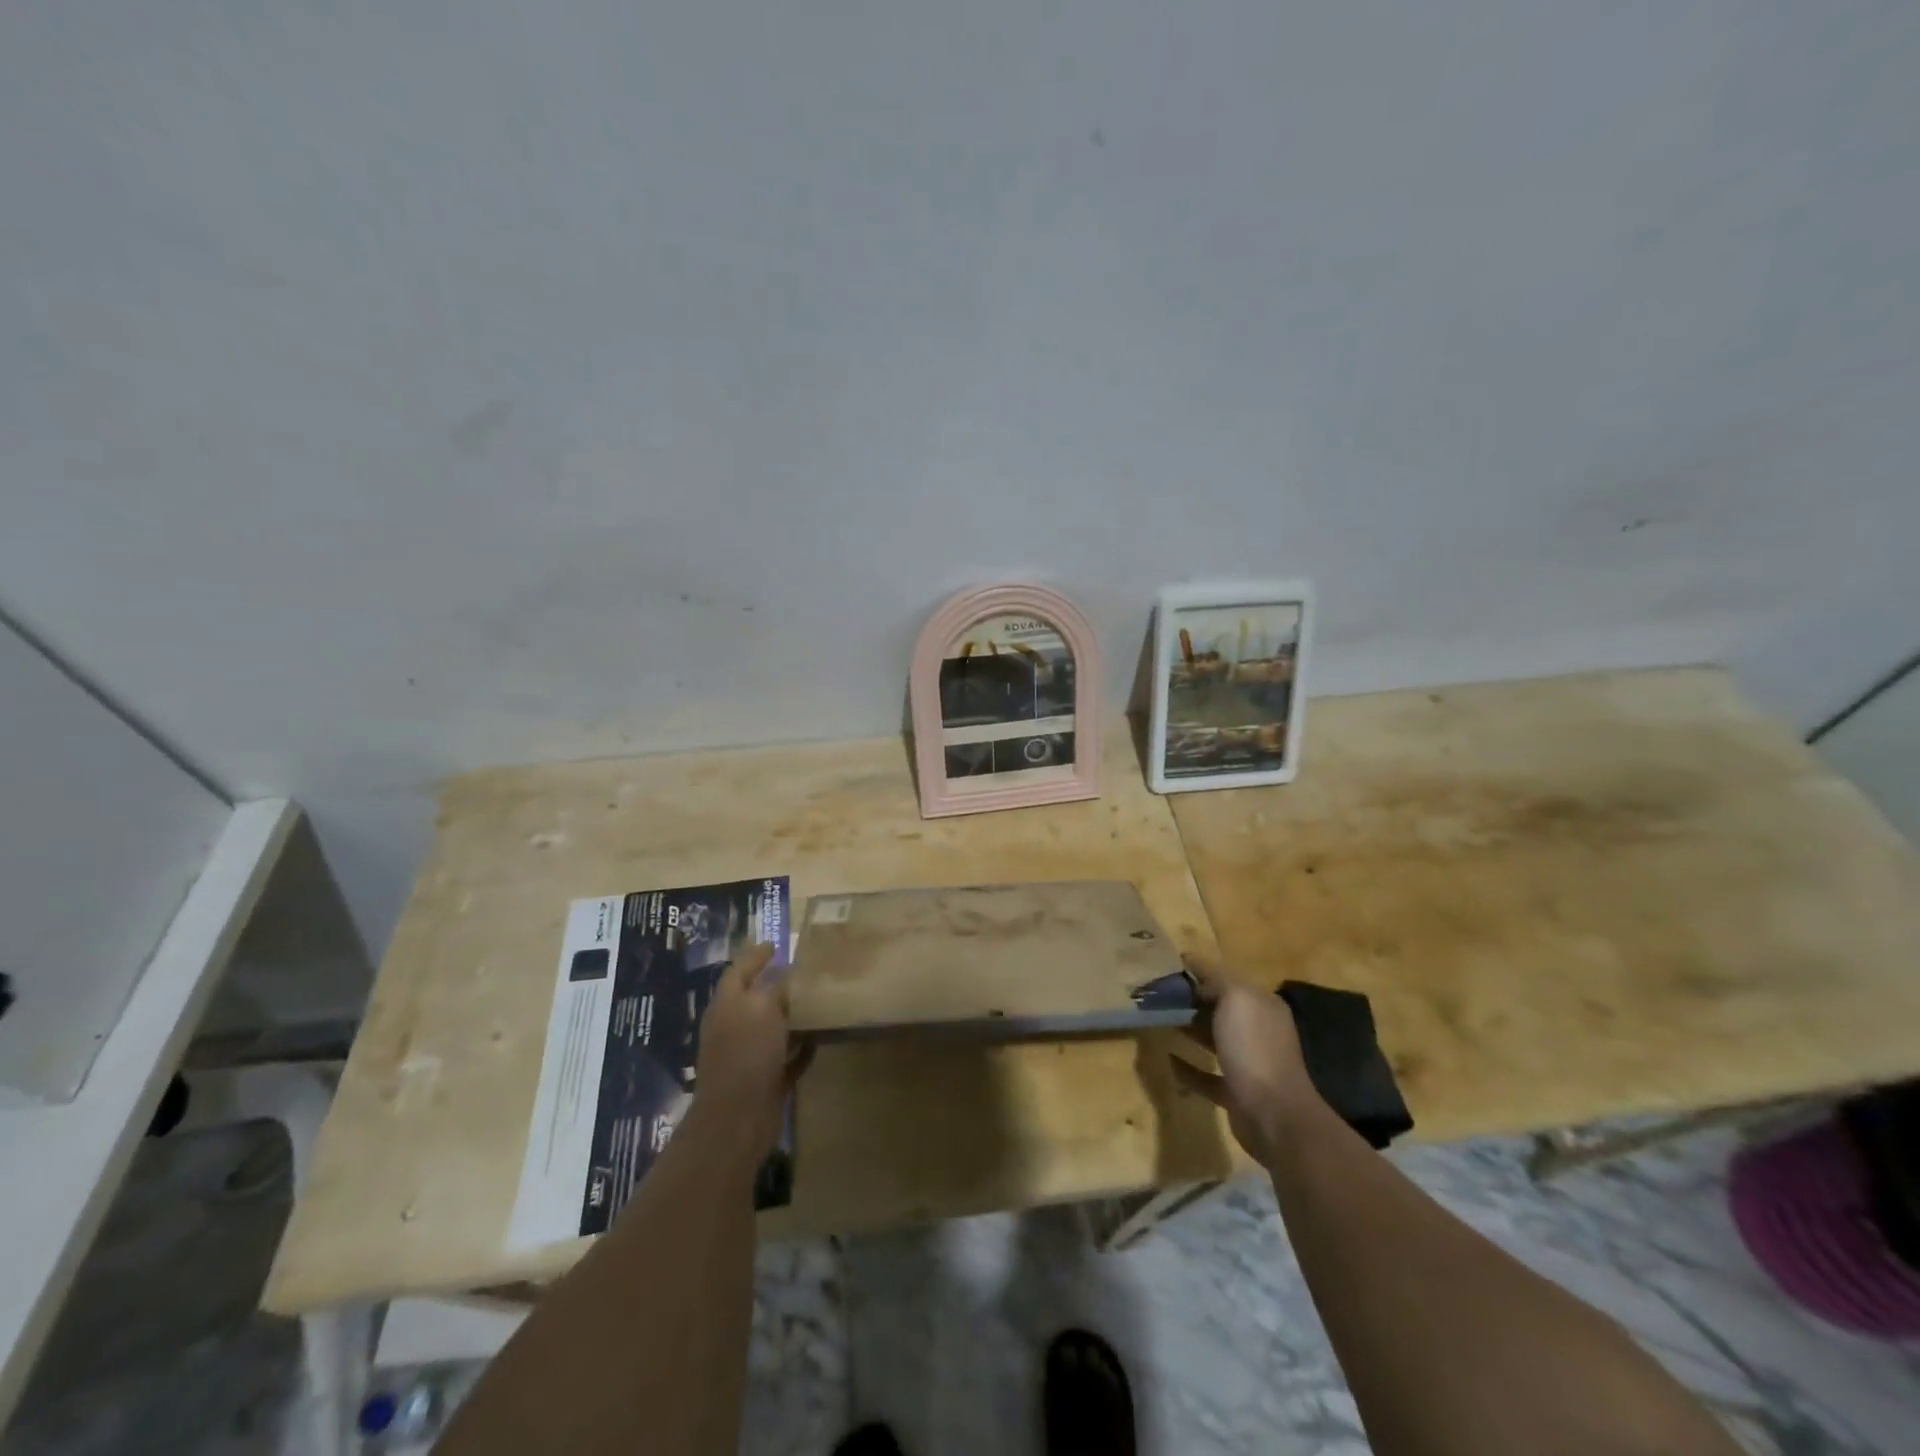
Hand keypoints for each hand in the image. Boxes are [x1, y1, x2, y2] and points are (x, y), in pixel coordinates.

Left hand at [691, 943, 812, 1158]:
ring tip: (818, 1000)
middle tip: (804, 970)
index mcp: (727, 1005)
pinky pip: (785, 1057)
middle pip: (755, 998)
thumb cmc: (747, 1053)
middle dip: (776, 984)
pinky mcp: (764, 1081)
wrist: (738, 1119)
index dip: (755, 955)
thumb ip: (776, 988)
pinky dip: (800, 1048)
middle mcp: (733, 1027)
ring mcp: (747, 1056)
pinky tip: (820, 1039)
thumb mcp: (763, 1008)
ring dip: (791, 1016)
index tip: (776, 944)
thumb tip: (787, 976)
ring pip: (771, 1028)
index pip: (739, 970)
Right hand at [1170, 959, 1323, 1166]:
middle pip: (1219, 1009)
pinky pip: (1207, 1075)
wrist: (1274, 1115)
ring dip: (1189, 1030)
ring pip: (1213, 1040)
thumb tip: (1195, 968)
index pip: (1226, 979)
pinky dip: (1188, 1068)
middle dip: (1191, 1000)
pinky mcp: (1235, 1093)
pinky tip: (1168, 1059)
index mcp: (1261, 1005)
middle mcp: (1258, 1031)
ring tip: (1158, 1020)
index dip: (1198, 971)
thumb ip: (1216, 978)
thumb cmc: (1254, 1048)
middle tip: (1156, 994)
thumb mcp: (1236, 999)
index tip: (1166, 967)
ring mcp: (1248, 1063)